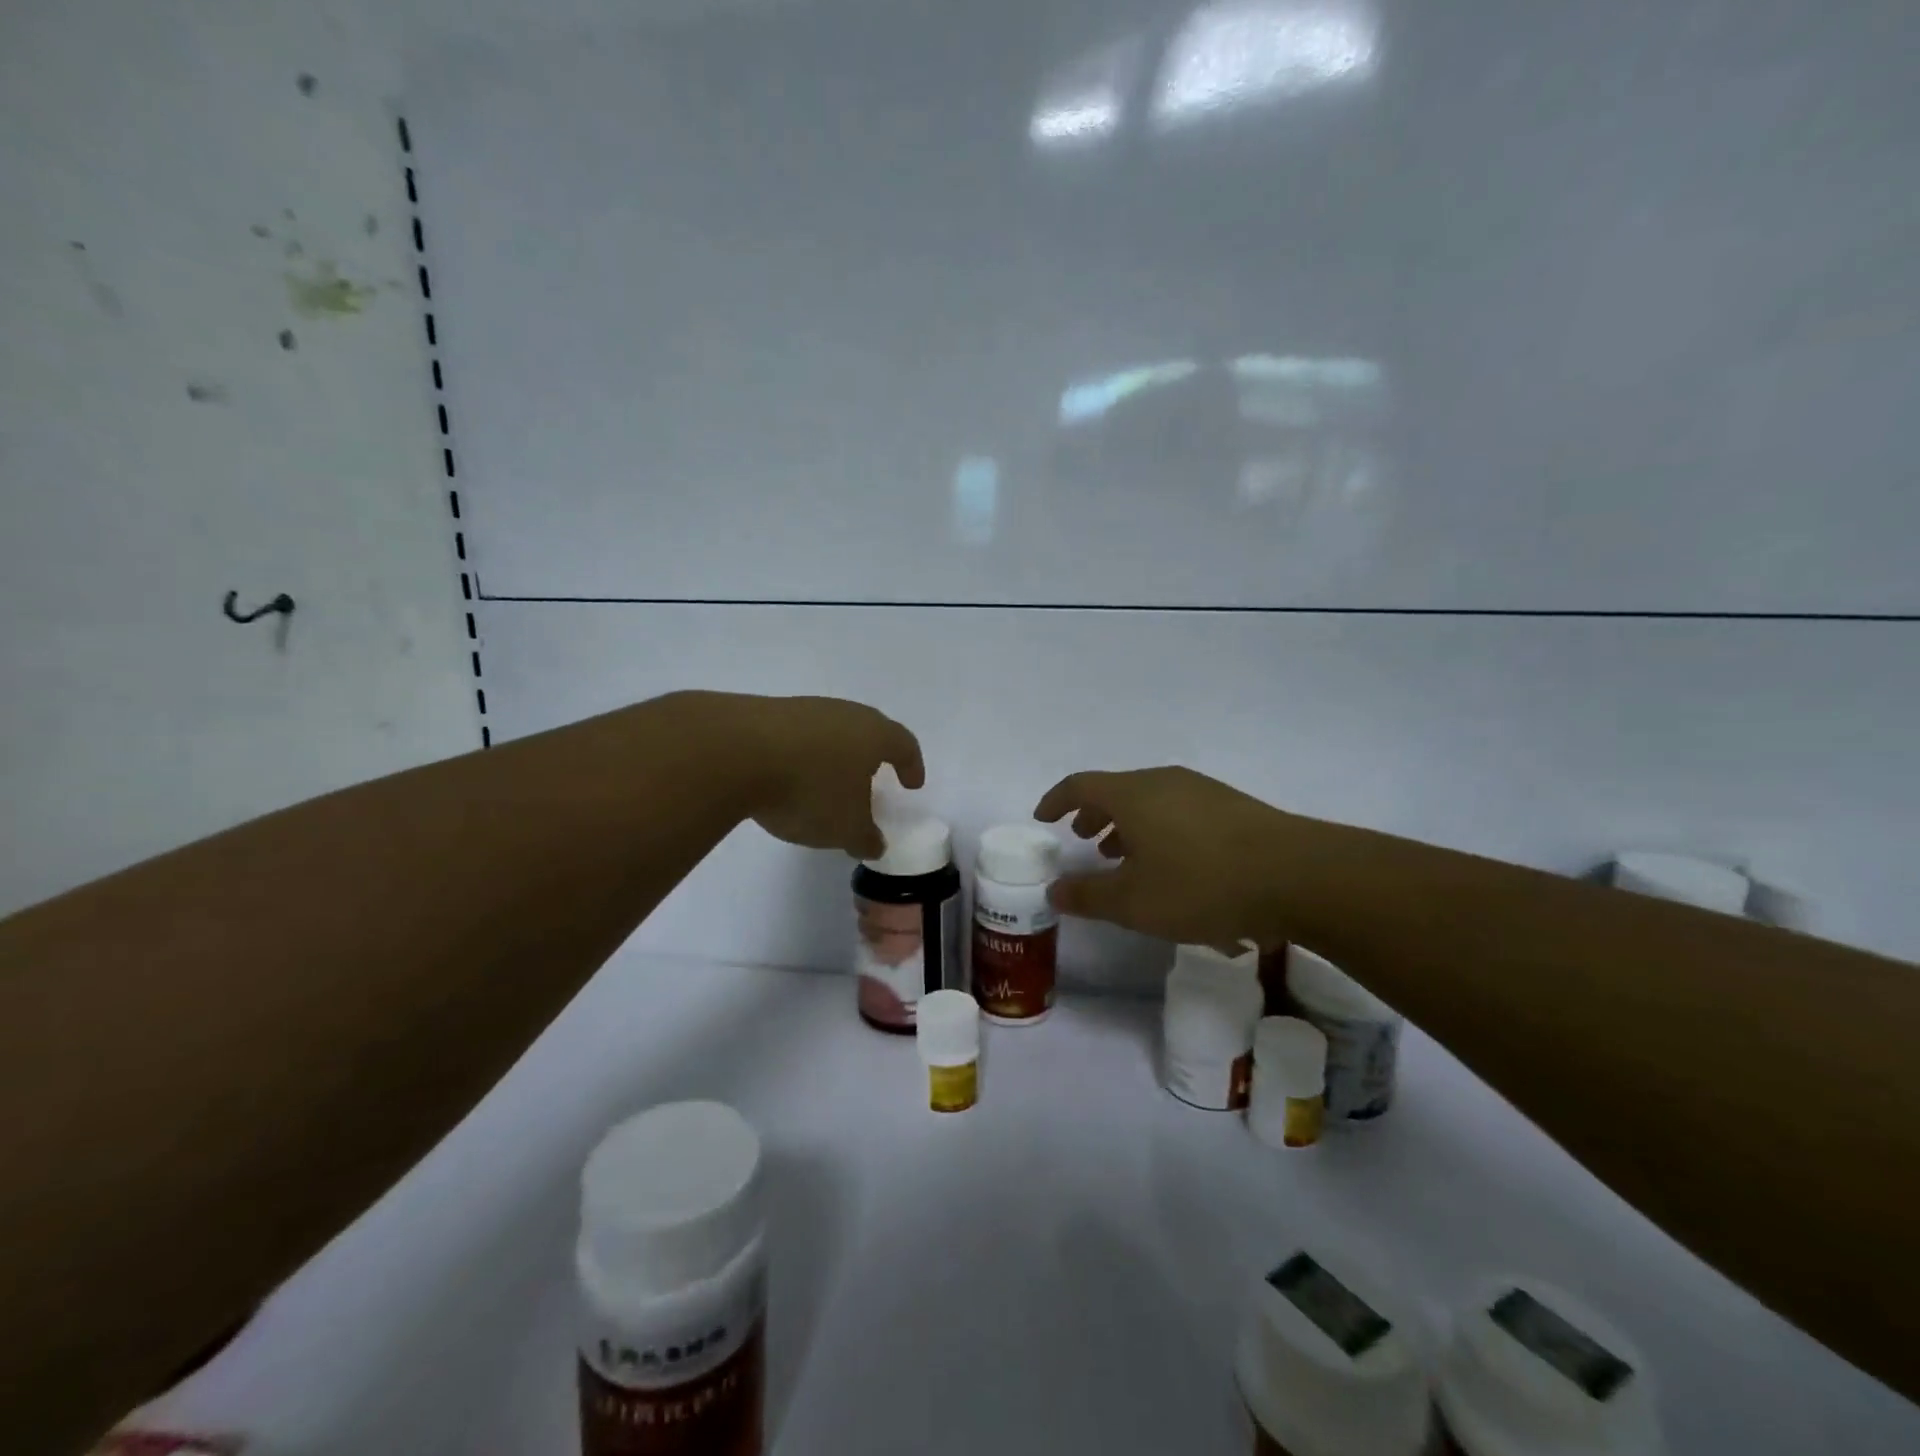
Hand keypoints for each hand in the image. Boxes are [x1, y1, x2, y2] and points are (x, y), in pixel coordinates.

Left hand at [728, 694, 924, 858]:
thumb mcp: (845, 827)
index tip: (912, 784)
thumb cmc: (810, 789)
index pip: (904, 745)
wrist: (735, 752)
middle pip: (867, 732)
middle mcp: (844, 713)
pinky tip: (788, 779)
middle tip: (872, 781)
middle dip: (871, 758)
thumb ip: (865, 838)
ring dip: (833, 757)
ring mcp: (804, 710)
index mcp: (874, 734)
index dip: (912, 765)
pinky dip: (801, 757)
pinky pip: (796, 737)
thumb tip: (874, 843)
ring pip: (830, 732)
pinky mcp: (767, 714)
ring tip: (826, 785)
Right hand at [1033, 766, 1292, 946]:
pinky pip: (1178, 809)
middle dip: (1094, 814)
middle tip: (1084, 840)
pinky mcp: (1231, 806)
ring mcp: (1201, 790)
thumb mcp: (1134, 902)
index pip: (1080, 786)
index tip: (1043, 819)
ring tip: (1125, 857)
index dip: (1056, 800)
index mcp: (1132, 794)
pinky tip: (1173, 864)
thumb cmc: (1201, 884)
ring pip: (1150, 800)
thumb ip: (1088, 896)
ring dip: (1128, 824)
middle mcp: (1164, 781)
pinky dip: (1159, 829)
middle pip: (1116, 790)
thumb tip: (1053, 891)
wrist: (1297, 876)